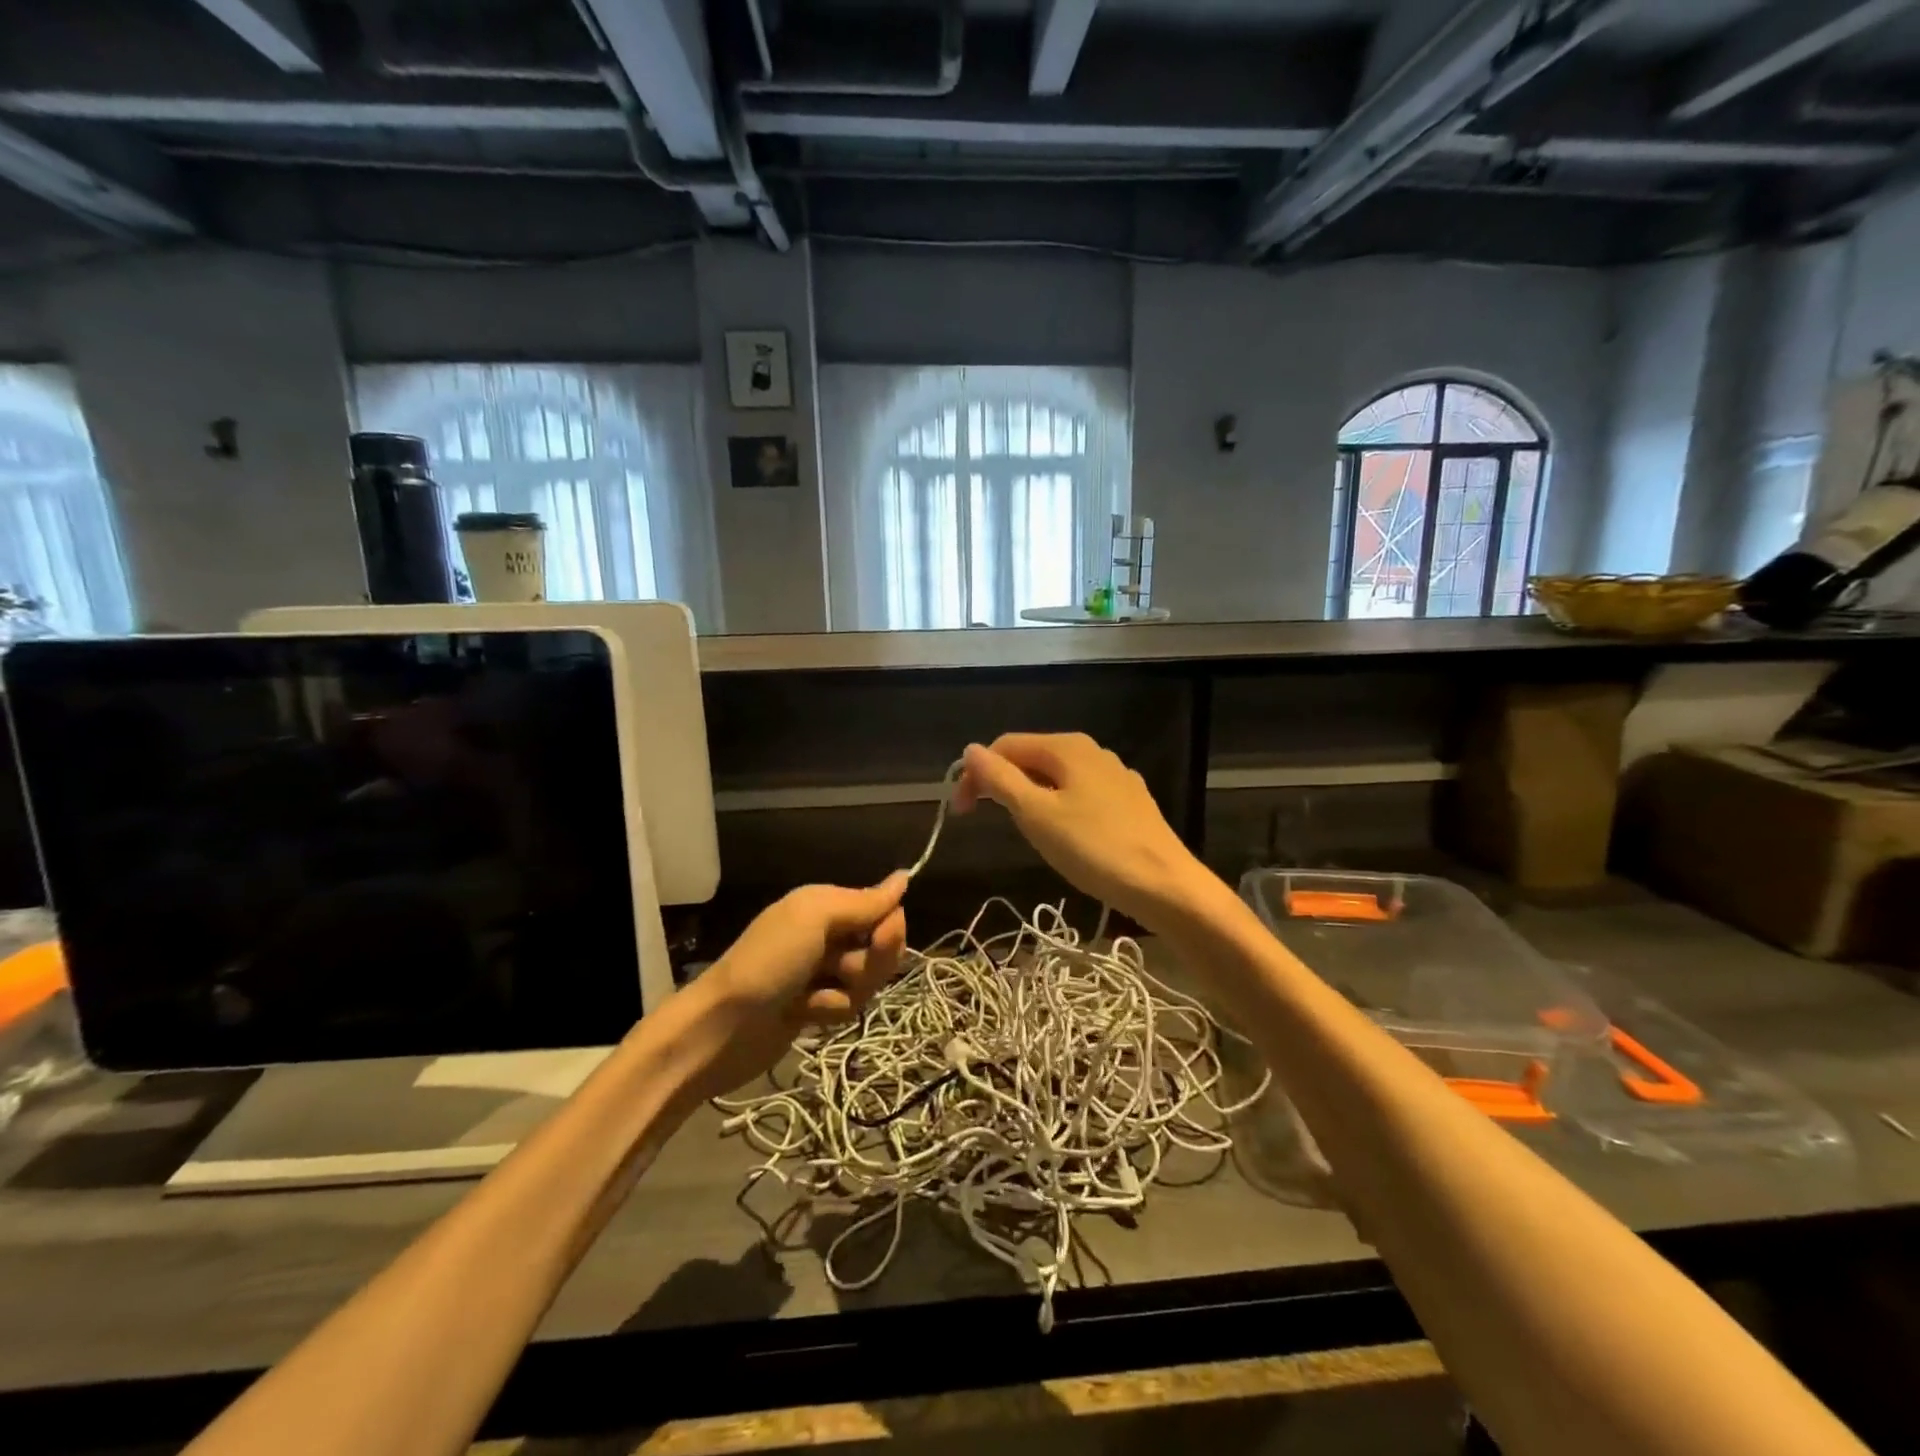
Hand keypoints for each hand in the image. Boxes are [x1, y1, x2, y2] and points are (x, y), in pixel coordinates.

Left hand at [693, 874, 908, 1094]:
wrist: (721, 1029)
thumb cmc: (768, 962)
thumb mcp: (815, 919)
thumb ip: (863, 902)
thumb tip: (905, 876)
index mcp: (826, 904)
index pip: (884, 910)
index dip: (889, 928)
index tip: (881, 939)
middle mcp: (827, 933)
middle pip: (881, 947)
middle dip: (870, 964)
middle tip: (840, 970)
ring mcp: (822, 972)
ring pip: (868, 980)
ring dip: (845, 992)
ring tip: (810, 999)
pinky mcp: (817, 1007)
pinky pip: (848, 1005)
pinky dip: (829, 1011)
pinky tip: (801, 1015)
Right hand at [952, 733, 1206, 931]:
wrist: (1165, 885)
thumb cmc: (1094, 848)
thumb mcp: (1036, 814)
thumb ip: (1000, 779)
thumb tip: (970, 750)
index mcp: (1067, 747)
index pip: (1004, 746)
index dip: (975, 774)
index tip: (960, 813)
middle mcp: (1092, 751)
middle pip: (1031, 757)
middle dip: (1001, 784)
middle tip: (983, 820)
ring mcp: (1115, 776)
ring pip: (1056, 777)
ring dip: (1028, 797)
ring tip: (1023, 831)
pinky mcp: (1129, 802)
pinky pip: (1080, 794)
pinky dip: (1058, 807)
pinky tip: (1064, 835)